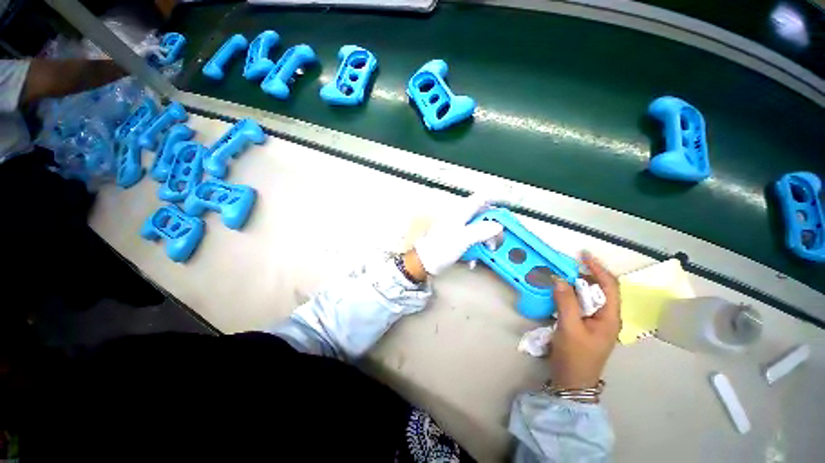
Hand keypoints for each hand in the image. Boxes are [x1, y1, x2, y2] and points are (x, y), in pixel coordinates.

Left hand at [413, 194, 503, 275]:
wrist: (425, 262)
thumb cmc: (439, 248)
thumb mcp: (463, 238)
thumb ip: (481, 231)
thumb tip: (497, 226)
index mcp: (460, 212)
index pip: (481, 198)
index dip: (495, 198)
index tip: (507, 203)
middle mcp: (460, 218)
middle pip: (483, 215)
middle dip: (493, 225)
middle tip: (499, 236)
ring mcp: (459, 229)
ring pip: (479, 228)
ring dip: (485, 239)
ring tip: (487, 250)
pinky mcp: (458, 239)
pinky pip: (473, 240)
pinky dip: (477, 247)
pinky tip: (474, 258)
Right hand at [549, 252, 620, 389]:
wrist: (572, 381)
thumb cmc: (575, 356)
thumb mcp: (569, 328)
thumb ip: (566, 302)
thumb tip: (559, 279)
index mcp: (609, 317)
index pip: (609, 286)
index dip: (598, 268)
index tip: (583, 255)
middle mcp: (606, 317)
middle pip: (600, 289)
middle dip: (585, 274)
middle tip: (566, 266)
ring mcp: (595, 321)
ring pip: (589, 296)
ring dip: (576, 284)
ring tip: (561, 276)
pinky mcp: (585, 324)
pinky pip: (580, 304)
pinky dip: (571, 295)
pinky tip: (560, 293)